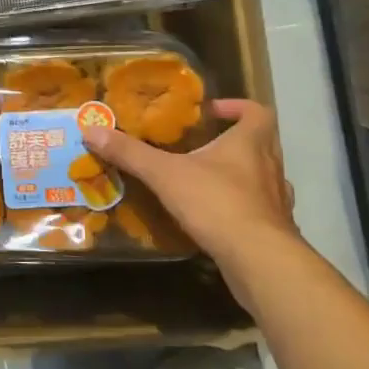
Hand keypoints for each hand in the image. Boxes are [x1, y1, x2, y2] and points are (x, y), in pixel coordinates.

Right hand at [84, 100, 299, 304]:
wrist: (259, 261)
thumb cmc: (217, 203)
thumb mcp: (165, 174)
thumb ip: (130, 153)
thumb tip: (91, 130)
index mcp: (250, 144)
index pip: (257, 112)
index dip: (237, 107)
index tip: (212, 112)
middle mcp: (270, 167)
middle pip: (263, 143)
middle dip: (236, 141)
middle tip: (205, 144)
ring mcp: (277, 202)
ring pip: (265, 178)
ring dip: (243, 175)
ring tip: (209, 180)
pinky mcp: (276, 232)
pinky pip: (261, 211)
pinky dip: (243, 209)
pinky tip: (218, 218)